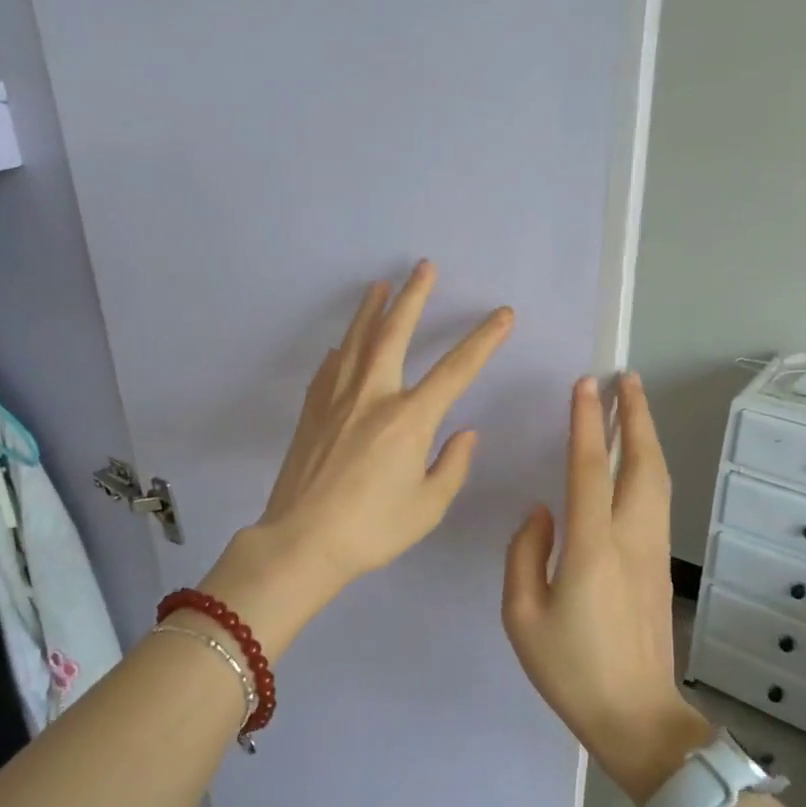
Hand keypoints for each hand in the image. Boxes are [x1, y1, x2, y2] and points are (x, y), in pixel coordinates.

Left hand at [205, 263, 512, 652]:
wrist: (302, 540)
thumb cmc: (372, 529)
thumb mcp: (427, 506)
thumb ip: (452, 465)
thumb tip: (465, 432)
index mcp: (409, 419)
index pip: (456, 369)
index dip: (483, 340)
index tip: (503, 314)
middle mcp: (372, 396)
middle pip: (395, 333)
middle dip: (413, 297)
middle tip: (424, 267)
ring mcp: (336, 399)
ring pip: (356, 341)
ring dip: (371, 310)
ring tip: (380, 285)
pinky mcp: (311, 410)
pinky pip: (330, 368)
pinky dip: (342, 350)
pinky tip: (343, 345)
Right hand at [502, 373, 710, 802]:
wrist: (637, 719)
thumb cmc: (570, 669)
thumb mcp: (522, 615)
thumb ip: (525, 554)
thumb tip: (541, 513)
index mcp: (592, 548)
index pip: (589, 470)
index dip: (587, 424)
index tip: (585, 385)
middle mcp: (630, 540)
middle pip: (641, 464)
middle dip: (635, 416)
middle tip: (625, 378)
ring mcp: (653, 553)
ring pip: (658, 481)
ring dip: (646, 438)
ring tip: (635, 406)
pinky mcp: (660, 568)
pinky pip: (657, 503)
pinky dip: (649, 468)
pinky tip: (636, 463)